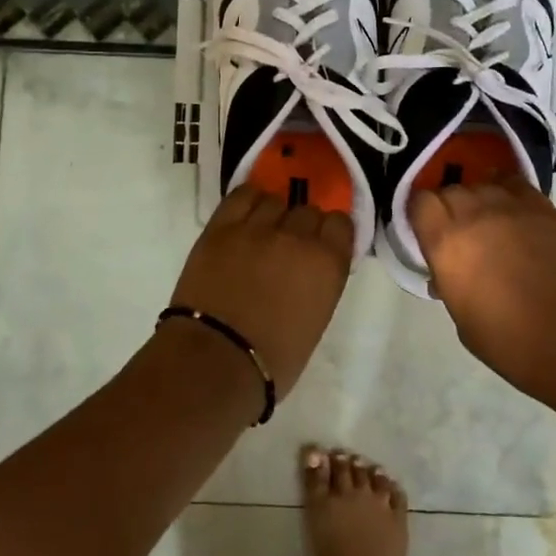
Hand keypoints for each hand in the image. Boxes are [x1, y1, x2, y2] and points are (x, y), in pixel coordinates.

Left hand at [167, 185, 353, 397]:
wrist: (214, 360)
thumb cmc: (272, 360)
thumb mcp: (315, 322)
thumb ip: (319, 284)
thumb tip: (308, 270)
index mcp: (327, 264)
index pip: (340, 224)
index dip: (331, 233)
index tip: (322, 245)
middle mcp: (297, 238)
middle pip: (308, 210)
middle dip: (302, 226)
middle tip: (289, 247)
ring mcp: (257, 228)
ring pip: (275, 200)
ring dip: (274, 214)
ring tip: (263, 232)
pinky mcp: (221, 227)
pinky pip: (242, 195)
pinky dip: (248, 201)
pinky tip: (246, 214)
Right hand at [410, 177, 555, 401]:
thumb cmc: (510, 342)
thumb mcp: (461, 318)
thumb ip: (449, 283)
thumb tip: (446, 273)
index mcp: (447, 243)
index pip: (419, 201)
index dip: (420, 214)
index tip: (424, 231)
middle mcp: (476, 214)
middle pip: (452, 190)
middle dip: (448, 207)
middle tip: (457, 233)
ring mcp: (514, 208)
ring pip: (484, 184)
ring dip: (479, 199)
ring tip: (488, 222)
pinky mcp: (546, 210)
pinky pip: (517, 185)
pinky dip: (508, 192)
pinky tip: (512, 212)